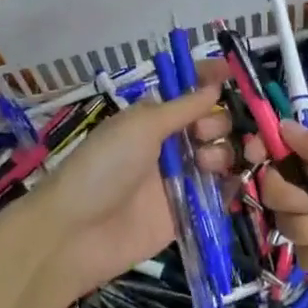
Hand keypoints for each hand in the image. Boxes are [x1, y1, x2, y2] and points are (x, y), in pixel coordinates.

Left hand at [8, 62, 234, 307]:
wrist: (76, 234)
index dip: (209, 79)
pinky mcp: (186, 213)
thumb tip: (214, 87)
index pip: (189, 91)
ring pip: (220, 155)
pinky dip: (231, 187)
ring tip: (206, 165)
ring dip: (223, 152)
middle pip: (212, 123)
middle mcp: (170, 144)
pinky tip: (231, 183)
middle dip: (218, 121)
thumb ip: (182, 107)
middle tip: (204, 133)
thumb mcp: (141, 126)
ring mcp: (179, 179)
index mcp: (154, 118)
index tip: (231, 73)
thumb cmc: (104, 166)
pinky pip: (219, 195)